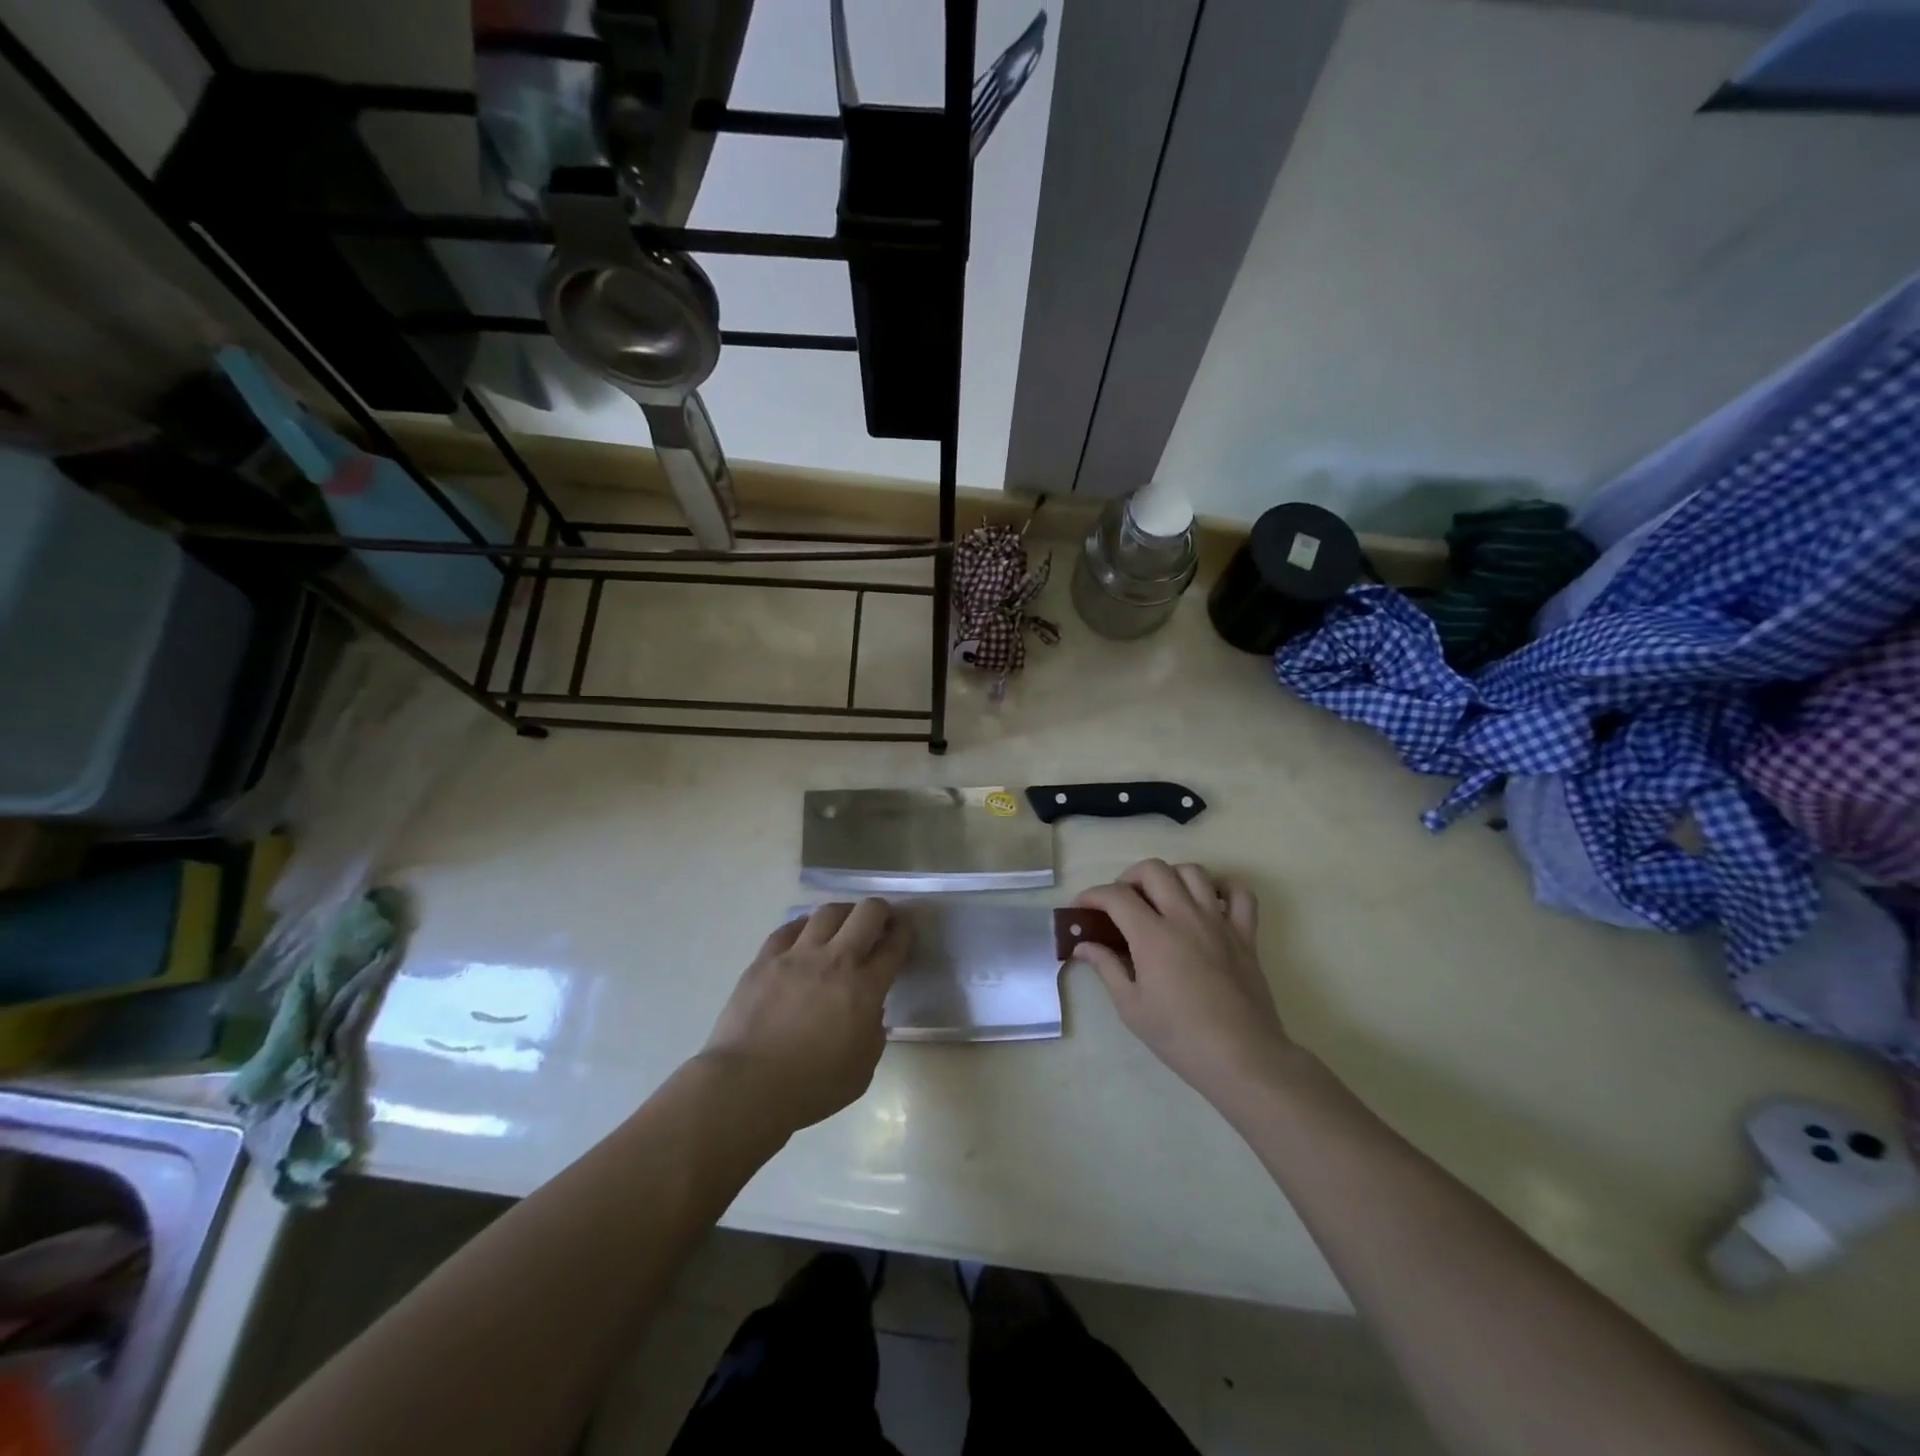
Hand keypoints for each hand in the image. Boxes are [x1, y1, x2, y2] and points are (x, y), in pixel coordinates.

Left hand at [700, 900, 909, 1133]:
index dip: (904, 933)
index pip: (894, 946)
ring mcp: (797, 955)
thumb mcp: (862, 1070)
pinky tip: (805, 936)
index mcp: (865, 988)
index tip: (904, 932)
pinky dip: (804, 927)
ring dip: (843, 914)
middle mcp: (835, 960)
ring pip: (828, 912)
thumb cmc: (811, 1088)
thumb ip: (873, 1033)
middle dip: (881, 911)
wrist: (748, 1086)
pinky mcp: (765, 958)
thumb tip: (869, 1012)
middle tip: (879, 923)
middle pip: (867, 913)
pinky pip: (789, 928)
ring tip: (843, 925)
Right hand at [1073, 860, 1292, 1114]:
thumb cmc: (1179, 1036)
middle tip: (1121, 902)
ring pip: (1193, 872)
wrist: (1242, 1058)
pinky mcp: (1246, 934)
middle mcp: (1185, 917)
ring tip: (1161, 898)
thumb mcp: (1131, 1007)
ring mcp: (1218, 922)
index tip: (1081, 907)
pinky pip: (1240, 893)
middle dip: (1129, 877)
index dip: (1093, 895)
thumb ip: (1106, 968)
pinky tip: (1208, 902)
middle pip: (1153, 870)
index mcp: (1152, 935)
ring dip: (1171, 877)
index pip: (1116, 896)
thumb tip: (1083, 946)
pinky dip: (1223, 888)